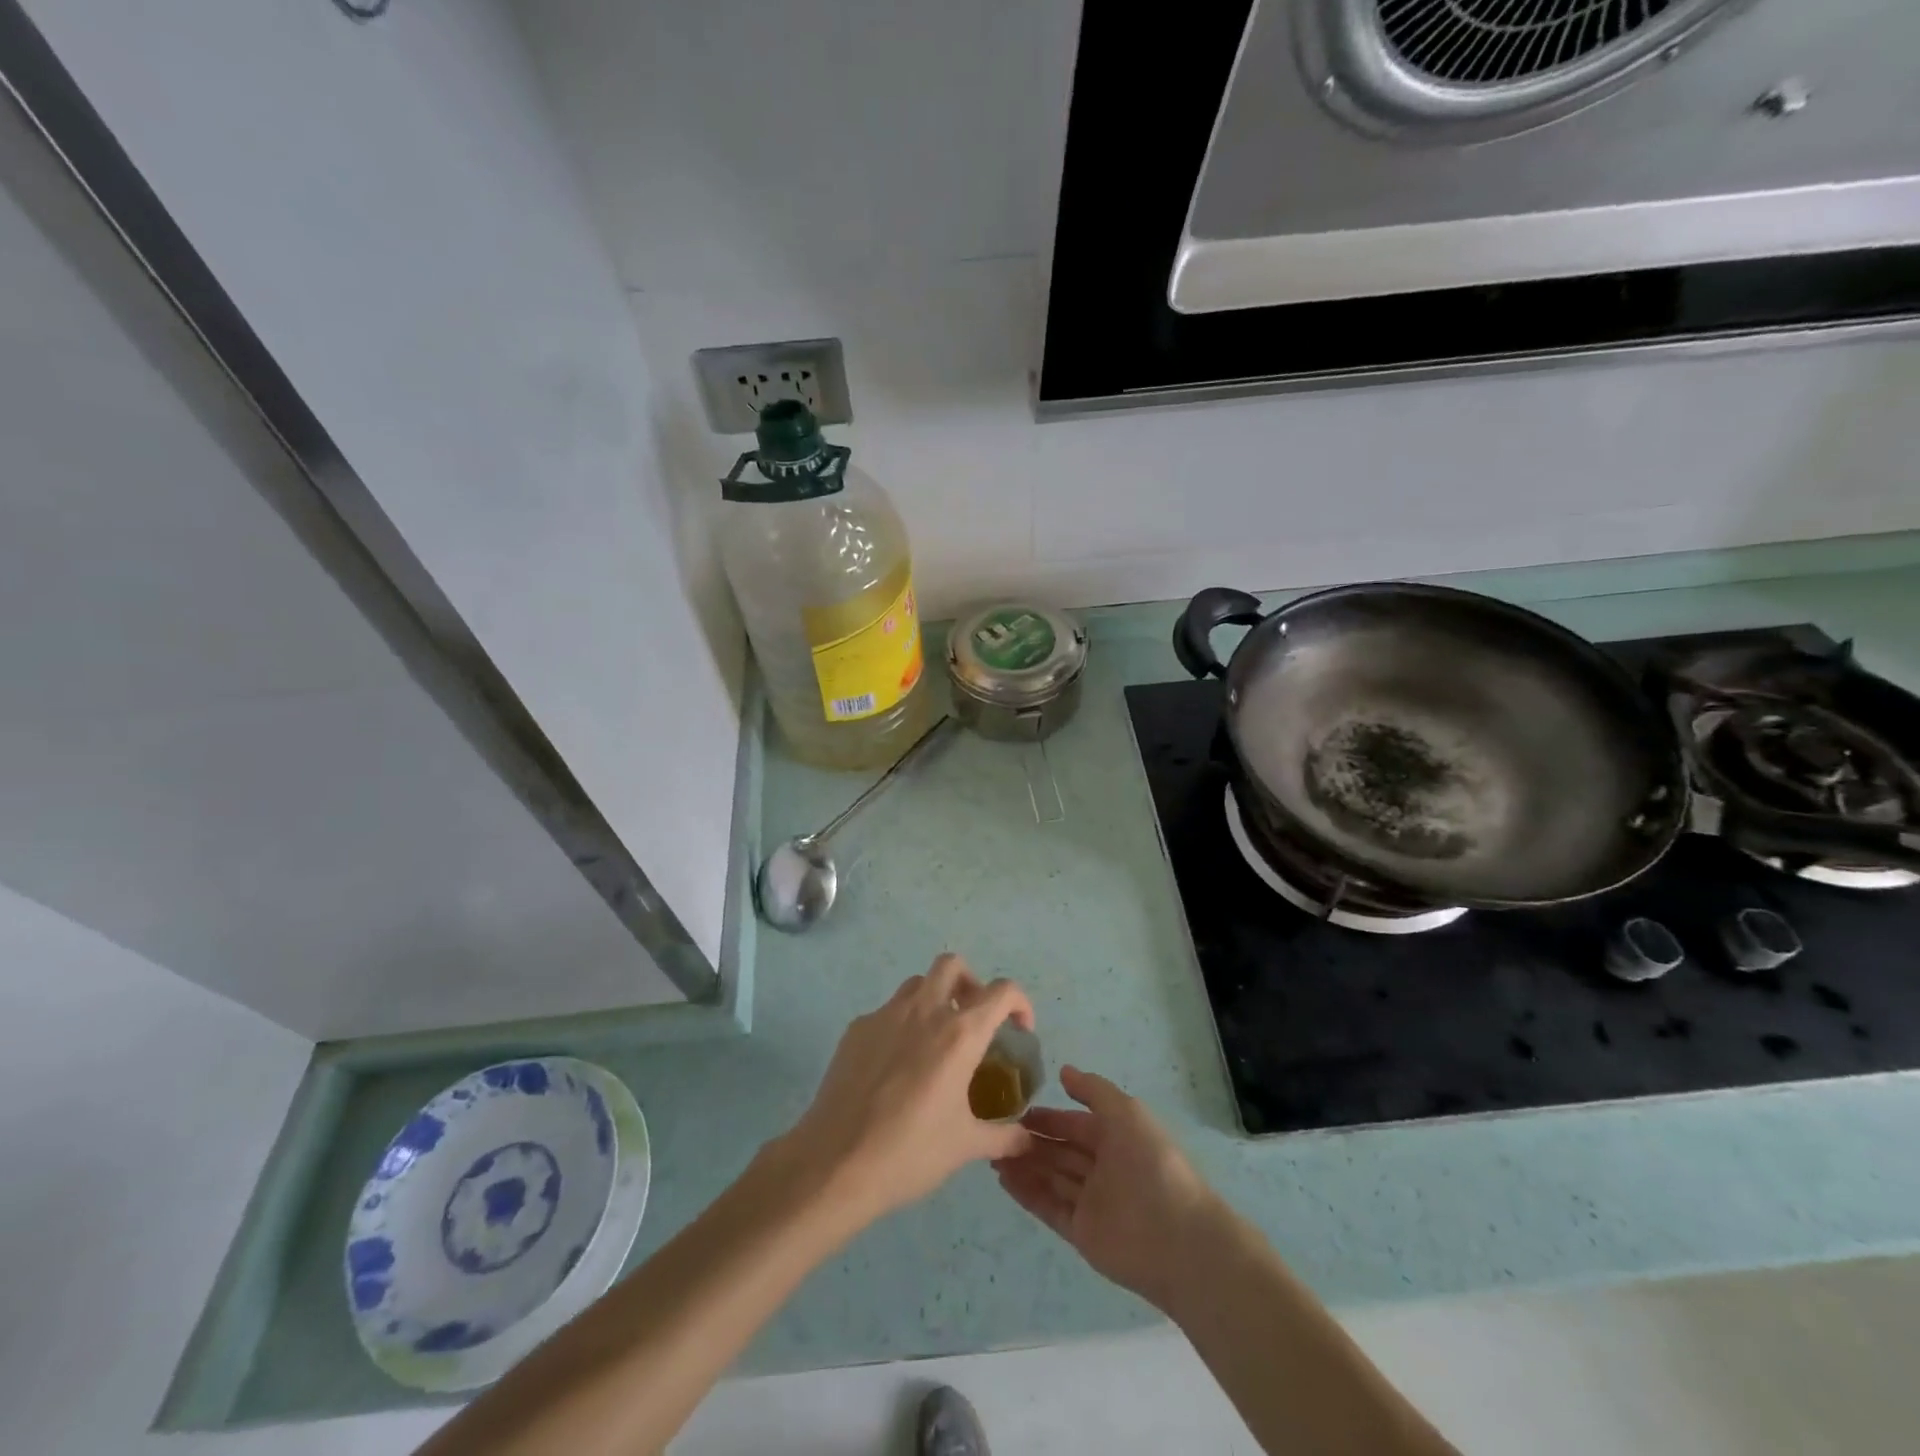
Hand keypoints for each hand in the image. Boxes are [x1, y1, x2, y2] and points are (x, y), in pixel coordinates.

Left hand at [780, 954, 1034, 1232]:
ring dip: (934, 999)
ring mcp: (885, 1015)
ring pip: (917, 984)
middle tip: (974, 1020)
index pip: (1002, 991)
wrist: (835, 1163)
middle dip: (970, 983)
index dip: (1019, 1003)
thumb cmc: (909, 1152)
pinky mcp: (857, 1029)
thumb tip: (1026, 1139)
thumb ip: (1003, 1137)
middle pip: (953, 965)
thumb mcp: (965, 1147)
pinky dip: (902, 1024)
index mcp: (959, 1034)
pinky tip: (896, 1067)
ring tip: (936, 1041)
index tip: (1019, 1030)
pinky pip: (887, 1012)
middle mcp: (924, 1011)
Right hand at [995, 1066, 1218, 1312]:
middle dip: (1031, 1141)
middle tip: (995, 1132)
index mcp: (1116, 1138)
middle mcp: (1102, 1168)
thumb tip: (1063, 1071)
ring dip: (1023, 1165)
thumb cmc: (1152, 1164)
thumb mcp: (1127, 1113)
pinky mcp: (1081, 1232)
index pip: (1074, 1124)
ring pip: (1051, 1177)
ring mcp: (1091, 1201)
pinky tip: (1003, 1179)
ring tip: (991, 1153)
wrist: (1178, 1239)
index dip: (1048, 1118)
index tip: (1016, 1110)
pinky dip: (1027, 1193)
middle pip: (1060, 1151)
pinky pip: (1048, 1207)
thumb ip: (1093, 1091)